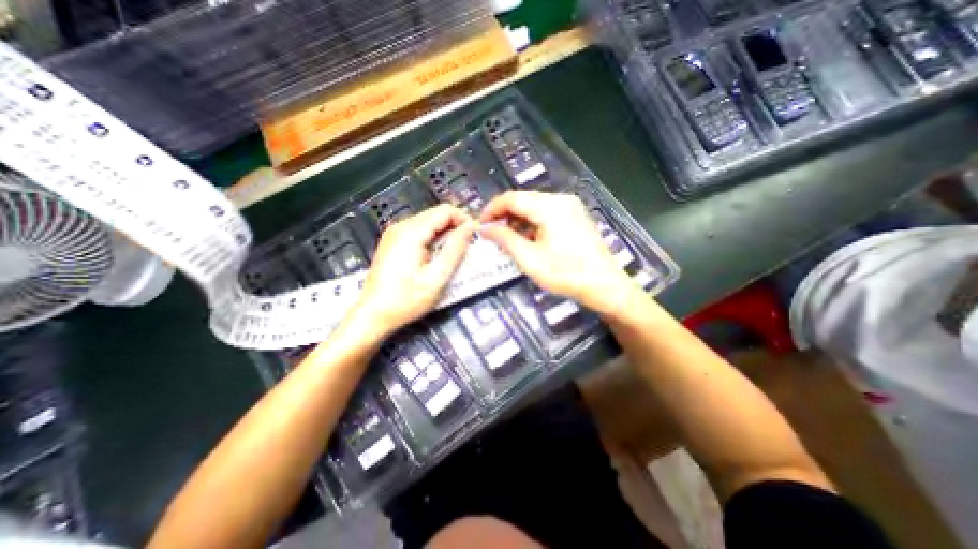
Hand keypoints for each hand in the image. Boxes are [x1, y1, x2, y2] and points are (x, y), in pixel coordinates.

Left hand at [351, 204, 476, 340]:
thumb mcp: (436, 278)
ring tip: (454, 254)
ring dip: (445, 234)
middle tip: (467, 248)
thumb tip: (470, 228)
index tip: (475, 237)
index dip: (464, 220)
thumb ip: (455, 250)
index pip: (445, 211)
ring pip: (429, 222)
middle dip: (455, 227)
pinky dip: (433, 239)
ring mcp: (394, 233)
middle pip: (436, 215)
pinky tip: (436, 257)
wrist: (373, 315)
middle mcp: (401, 226)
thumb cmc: (406, 300)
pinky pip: (419, 232)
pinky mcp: (393, 242)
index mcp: (411, 232)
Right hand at [481, 192, 634, 314]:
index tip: (481, 224)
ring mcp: (570, 207)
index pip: (512, 198)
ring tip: (507, 239)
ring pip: (535, 206)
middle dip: (505, 215)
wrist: (604, 286)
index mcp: (549, 207)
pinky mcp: (575, 217)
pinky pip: (547, 214)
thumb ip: (505, 239)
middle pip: (524, 200)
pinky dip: (533, 223)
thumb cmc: (565, 274)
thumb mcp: (529, 259)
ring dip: (518, 220)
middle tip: (492, 234)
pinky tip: (527, 239)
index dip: (492, 209)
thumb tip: (484, 228)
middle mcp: (561, 200)